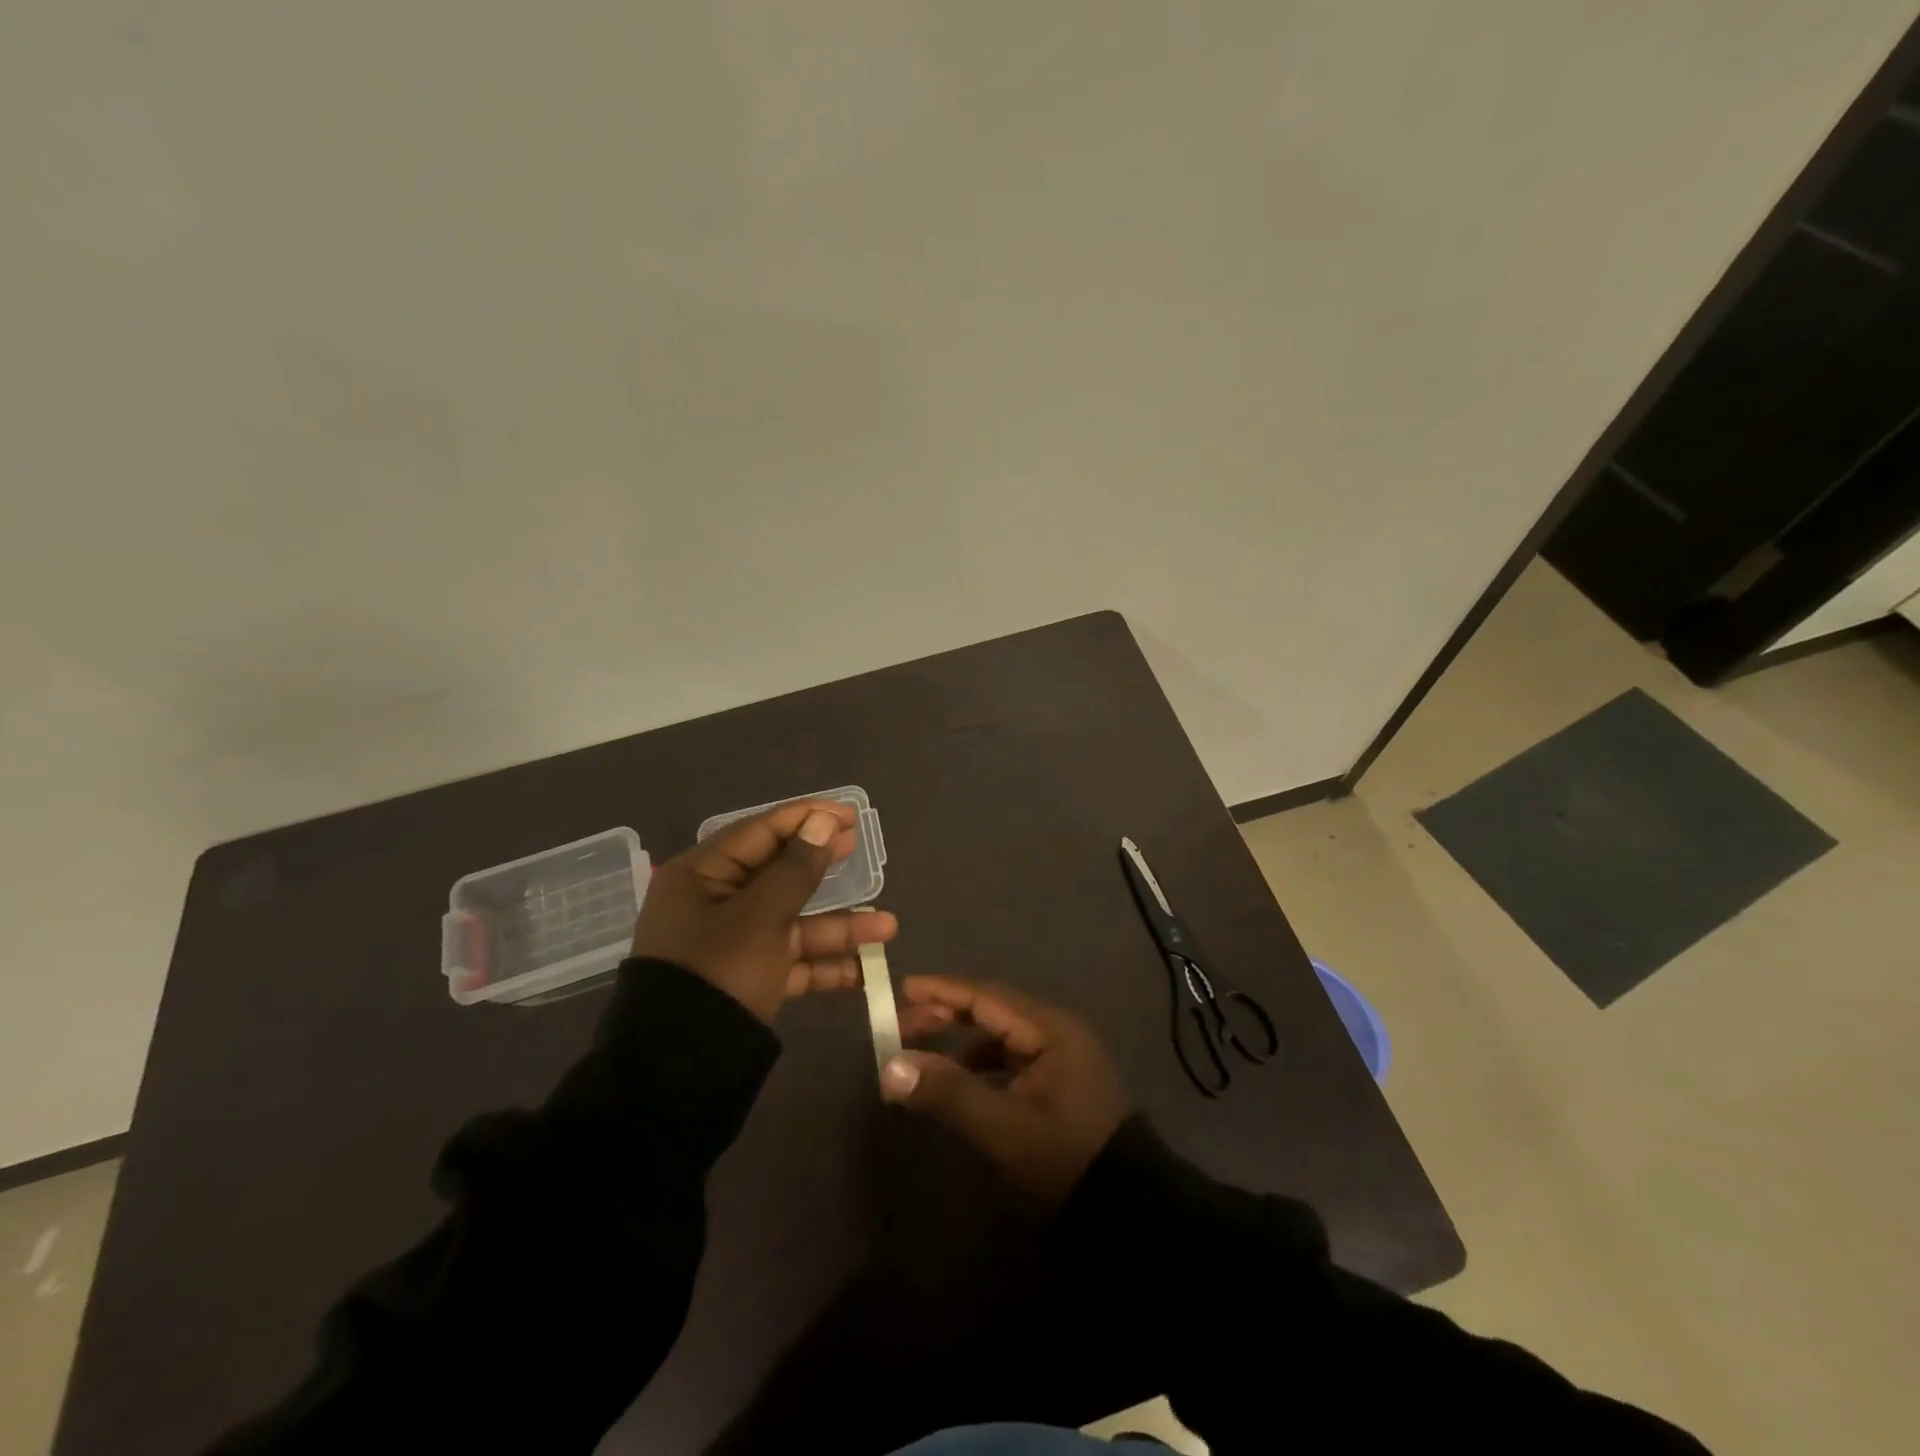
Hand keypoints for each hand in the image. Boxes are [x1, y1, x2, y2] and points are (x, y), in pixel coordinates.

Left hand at [631, 801, 897, 1023]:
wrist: (678, 1071)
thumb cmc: (718, 972)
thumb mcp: (760, 917)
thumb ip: (795, 869)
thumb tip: (821, 822)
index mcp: (703, 876)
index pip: (761, 832)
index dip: (806, 819)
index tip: (849, 815)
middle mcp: (716, 904)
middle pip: (780, 875)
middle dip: (825, 867)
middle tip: (861, 848)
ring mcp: (733, 944)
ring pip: (793, 922)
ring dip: (839, 926)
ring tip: (888, 926)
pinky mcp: (748, 980)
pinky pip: (791, 961)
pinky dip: (823, 965)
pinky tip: (863, 971)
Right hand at [879, 975, 1128, 1207]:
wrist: (1123, 1204)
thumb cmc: (1063, 1155)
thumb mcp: (1003, 1126)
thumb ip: (948, 1092)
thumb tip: (890, 1067)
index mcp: (1049, 1028)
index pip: (986, 996)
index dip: (943, 990)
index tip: (903, 987)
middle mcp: (1055, 1029)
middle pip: (991, 1008)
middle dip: (946, 1013)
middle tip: (901, 1024)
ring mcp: (1058, 1053)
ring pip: (998, 1032)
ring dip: (959, 1038)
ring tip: (919, 1051)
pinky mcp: (1056, 1077)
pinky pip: (1008, 1055)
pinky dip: (978, 1061)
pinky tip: (955, 1079)